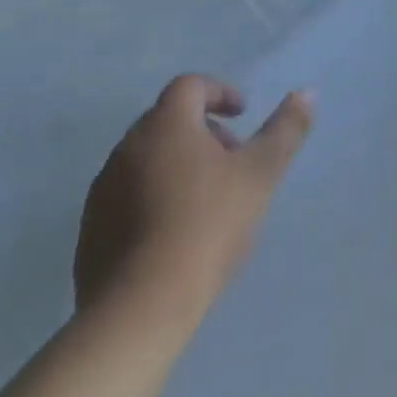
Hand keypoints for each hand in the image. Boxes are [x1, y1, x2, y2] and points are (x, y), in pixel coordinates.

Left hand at [74, 75, 313, 319]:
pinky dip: (151, 199)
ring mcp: (104, 190)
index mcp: (166, 124)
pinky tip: (172, 235)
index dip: (219, 92)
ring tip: (205, 201)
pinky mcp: (90, 231)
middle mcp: (128, 146)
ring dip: (176, 165)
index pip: (190, 86)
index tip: (241, 114)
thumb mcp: (259, 175)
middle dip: (202, 132)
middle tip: (231, 160)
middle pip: (168, 121)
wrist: (137, 310)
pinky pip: (126, 197)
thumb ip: (285, 130)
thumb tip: (306, 93)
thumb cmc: (206, 227)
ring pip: (146, 159)